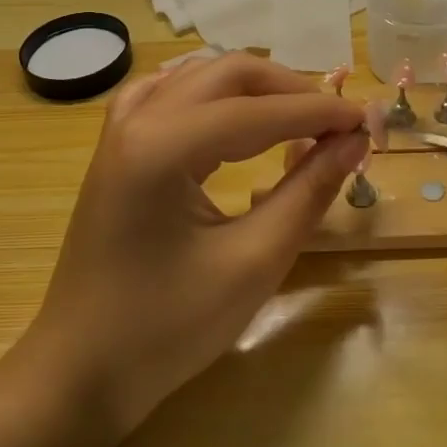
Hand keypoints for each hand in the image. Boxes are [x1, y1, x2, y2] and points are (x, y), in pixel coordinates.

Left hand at [20, 53, 367, 431]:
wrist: (80, 371)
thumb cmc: (167, 328)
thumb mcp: (252, 263)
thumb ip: (308, 192)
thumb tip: (353, 142)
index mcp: (161, 147)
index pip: (257, 111)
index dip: (319, 112)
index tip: (367, 120)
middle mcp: (137, 121)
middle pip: (227, 74)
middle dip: (288, 90)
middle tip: (335, 123)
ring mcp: (120, 131)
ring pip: (199, 78)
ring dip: (254, 89)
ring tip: (298, 118)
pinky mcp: (116, 149)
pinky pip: (168, 95)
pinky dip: (210, 95)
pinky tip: (230, 111)